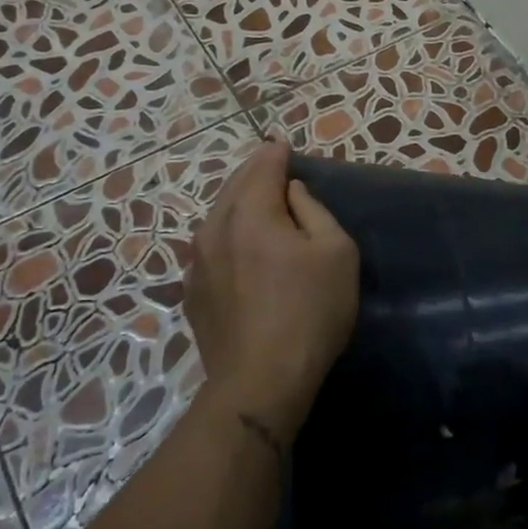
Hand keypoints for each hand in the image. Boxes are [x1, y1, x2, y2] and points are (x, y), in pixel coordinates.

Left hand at [185, 141, 359, 441]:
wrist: (260, 381)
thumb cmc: (310, 311)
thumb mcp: (335, 252)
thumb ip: (314, 210)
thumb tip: (292, 192)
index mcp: (250, 211)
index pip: (263, 165)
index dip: (277, 152)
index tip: (286, 146)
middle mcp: (215, 227)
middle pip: (235, 185)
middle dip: (256, 173)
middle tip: (275, 169)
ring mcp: (196, 261)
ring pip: (219, 216)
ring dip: (240, 204)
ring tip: (260, 205)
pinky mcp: (192, 292)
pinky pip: (211, 247)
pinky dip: (228, 235)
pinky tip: (241, 249)